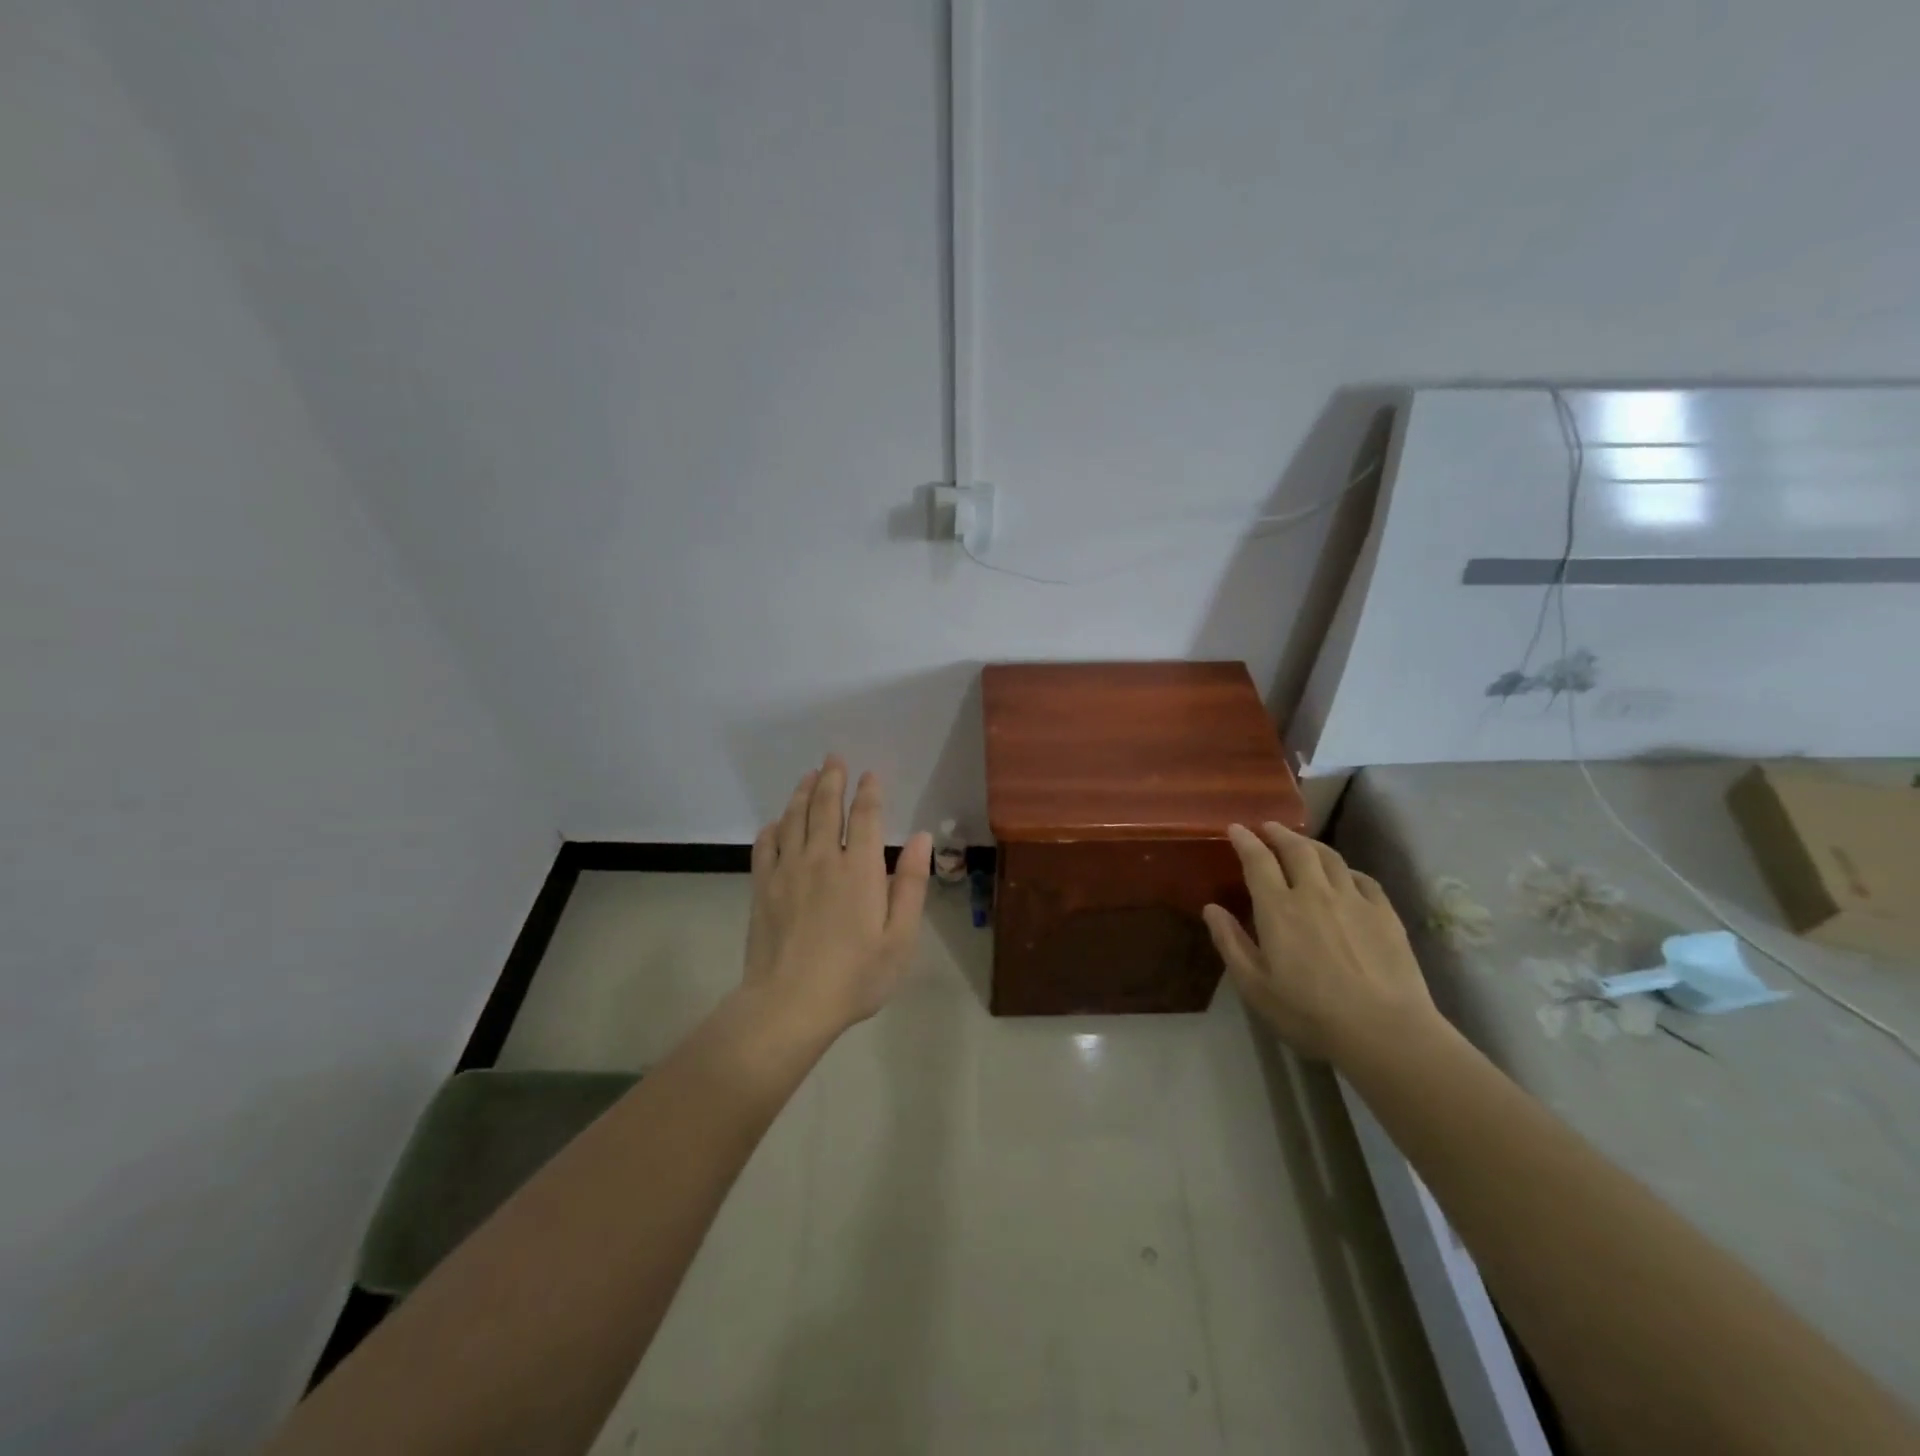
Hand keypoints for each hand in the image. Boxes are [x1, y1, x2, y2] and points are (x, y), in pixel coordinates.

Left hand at [741, 756, 933, 1035]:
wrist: (789, 1004)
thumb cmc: (855, 975)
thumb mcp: (900, 937)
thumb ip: (910, 884)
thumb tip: (921, 838)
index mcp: (859, 869)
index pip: (864, 816)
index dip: (868, 791)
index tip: (870, 774)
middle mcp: (822, 858)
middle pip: (824, 806)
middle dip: (831, 779)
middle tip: (833, 758)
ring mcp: (787, 870)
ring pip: (793, 818)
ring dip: (802, 793)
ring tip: (808, 776)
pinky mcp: (762, 887)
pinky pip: (766, 845)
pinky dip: (772, 828)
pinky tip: (776, 823)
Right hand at [1202, 821, 1440, 1063]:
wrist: (1384, 1032)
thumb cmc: (1309, 1013)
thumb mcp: (1255, 986)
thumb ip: (1231, 943)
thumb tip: (1211, 908)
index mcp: (1278, 908)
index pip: (1258, 861)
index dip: (1245, 840)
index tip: (1235, 828)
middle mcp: (1314, 893)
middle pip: (1296, 849)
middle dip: (1279, 833)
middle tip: (1268, 827)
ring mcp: (1354, 900)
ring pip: (1330, 858)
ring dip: (1311, 844)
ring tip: (1302, 844)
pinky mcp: (1385, 914)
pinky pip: (1363, 879)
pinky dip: (1347, 870)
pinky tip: (1346, 876)